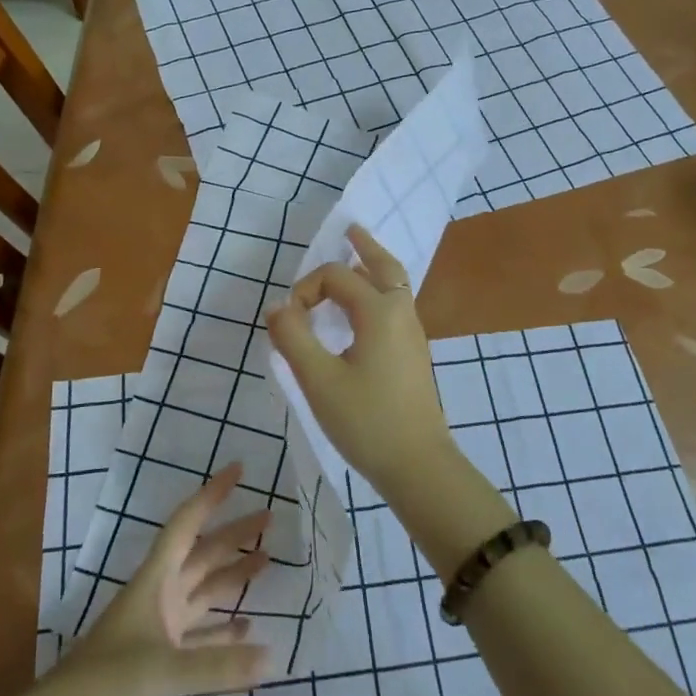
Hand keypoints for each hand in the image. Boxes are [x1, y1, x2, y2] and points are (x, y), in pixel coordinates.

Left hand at [0, 466, 271, 695]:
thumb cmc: (103, 684)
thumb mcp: (161, 671)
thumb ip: (217, 665)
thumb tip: (273, 660)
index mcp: (153, 582)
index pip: (186, 525)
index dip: (212, 495)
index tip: (239, 470)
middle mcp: (157, 598)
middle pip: (201, 556)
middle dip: (233, 535)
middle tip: (270, 518)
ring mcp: (156, 632)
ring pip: (202, 593)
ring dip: (231, 578)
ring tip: (266, 561)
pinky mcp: (156, 666)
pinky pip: (198, 638)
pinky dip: (221, 631)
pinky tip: (246, 628)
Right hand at [265, 223, 457, 497]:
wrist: (418, 465)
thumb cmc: (366, 421)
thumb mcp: (318, 380)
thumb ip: (293, 337)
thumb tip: (277, 307)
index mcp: (379, 311)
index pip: (336, 277)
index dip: (306, 289)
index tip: (288, 322)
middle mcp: (400, 313)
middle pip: (384, 265)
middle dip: (364, 246)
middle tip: (350, 230)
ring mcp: (412, 333)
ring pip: (395, 285)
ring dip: (375, 266)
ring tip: (358, 257)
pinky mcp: (414, 354)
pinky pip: (397, 305)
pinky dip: (381, 290)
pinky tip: (365, 310)